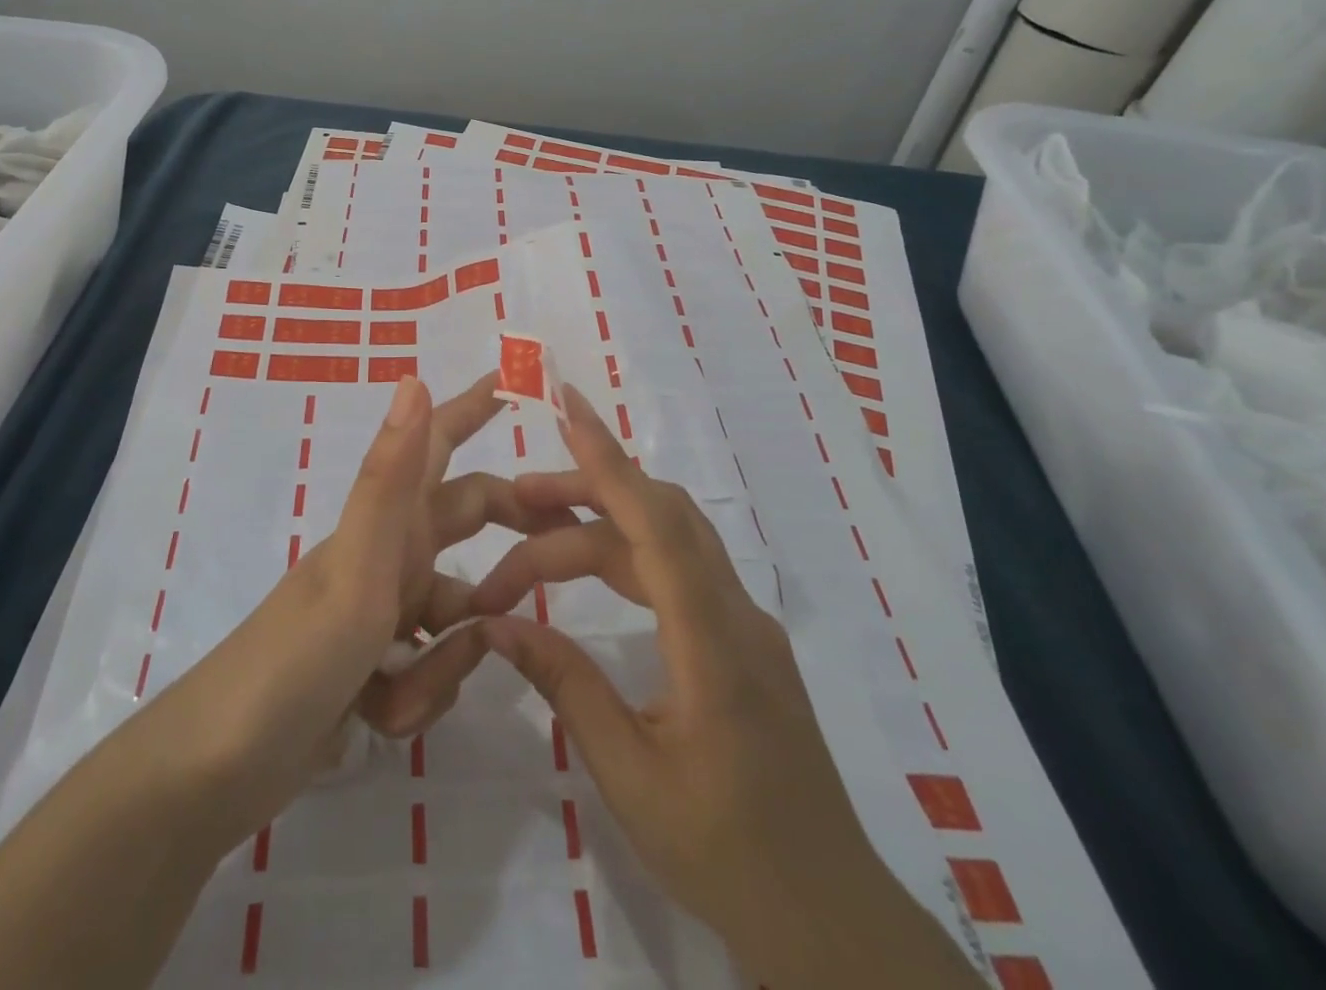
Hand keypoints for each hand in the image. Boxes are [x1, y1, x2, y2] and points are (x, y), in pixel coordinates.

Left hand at [145, 372, 547, 851]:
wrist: (219, 770)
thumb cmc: (296, 658)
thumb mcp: (357, 569)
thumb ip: (391, 480)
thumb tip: (413, 377)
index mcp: (388, 522)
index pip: (440, 442)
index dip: (478, 406)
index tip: (527, 378)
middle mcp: (388, 554)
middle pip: (467, 522)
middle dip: (511, 530)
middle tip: (567, 540)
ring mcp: (380, 611)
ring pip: (456, 615)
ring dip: (450, 656)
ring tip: (401, 688)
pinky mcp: (373, 665)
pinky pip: (430, 669)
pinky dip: (419, 695)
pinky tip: (376, 720)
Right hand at [471, 386, 979, 988]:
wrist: (827, 917)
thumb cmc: (725, 854)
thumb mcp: (629, 774)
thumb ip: (565, 685)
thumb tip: (498, 626)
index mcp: (713, 643)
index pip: (657, 526)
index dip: (609, 461)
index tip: (569, 407)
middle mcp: (735, 613)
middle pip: (658, 518)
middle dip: (584, 492)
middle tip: (513, 501)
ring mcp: (744, 624)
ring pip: (668, 541)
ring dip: (601, 526)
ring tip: (531, 535)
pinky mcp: (741, 640)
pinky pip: (680, 569)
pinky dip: (627, 554)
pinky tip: (590, 572)